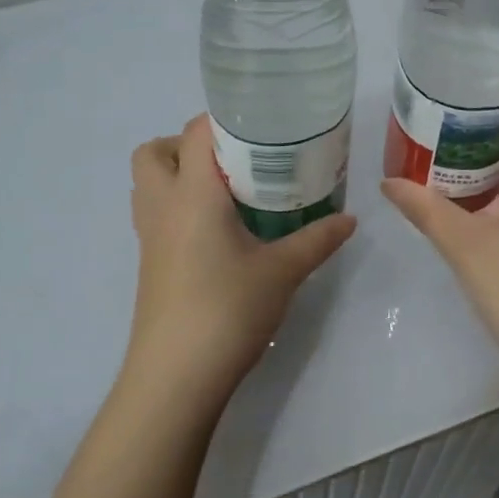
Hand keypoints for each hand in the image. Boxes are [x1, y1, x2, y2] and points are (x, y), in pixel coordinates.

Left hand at [127, 114, 355, 410]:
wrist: (176, 377)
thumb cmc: (227, 309)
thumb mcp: (283, 271)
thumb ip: (317, 238)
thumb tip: (350, 219)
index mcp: (192, 193)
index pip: (194, 132)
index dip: (223, 120)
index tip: (260, 127)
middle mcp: (162, 205)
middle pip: (155, 151)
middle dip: (187, 144)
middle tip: (233, 160)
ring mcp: (149, 236)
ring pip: (148, 183)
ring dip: (178, 174)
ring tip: (226, 191)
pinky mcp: (149, 262)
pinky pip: (155, 214)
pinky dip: (178, 206)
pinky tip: (217, 231)